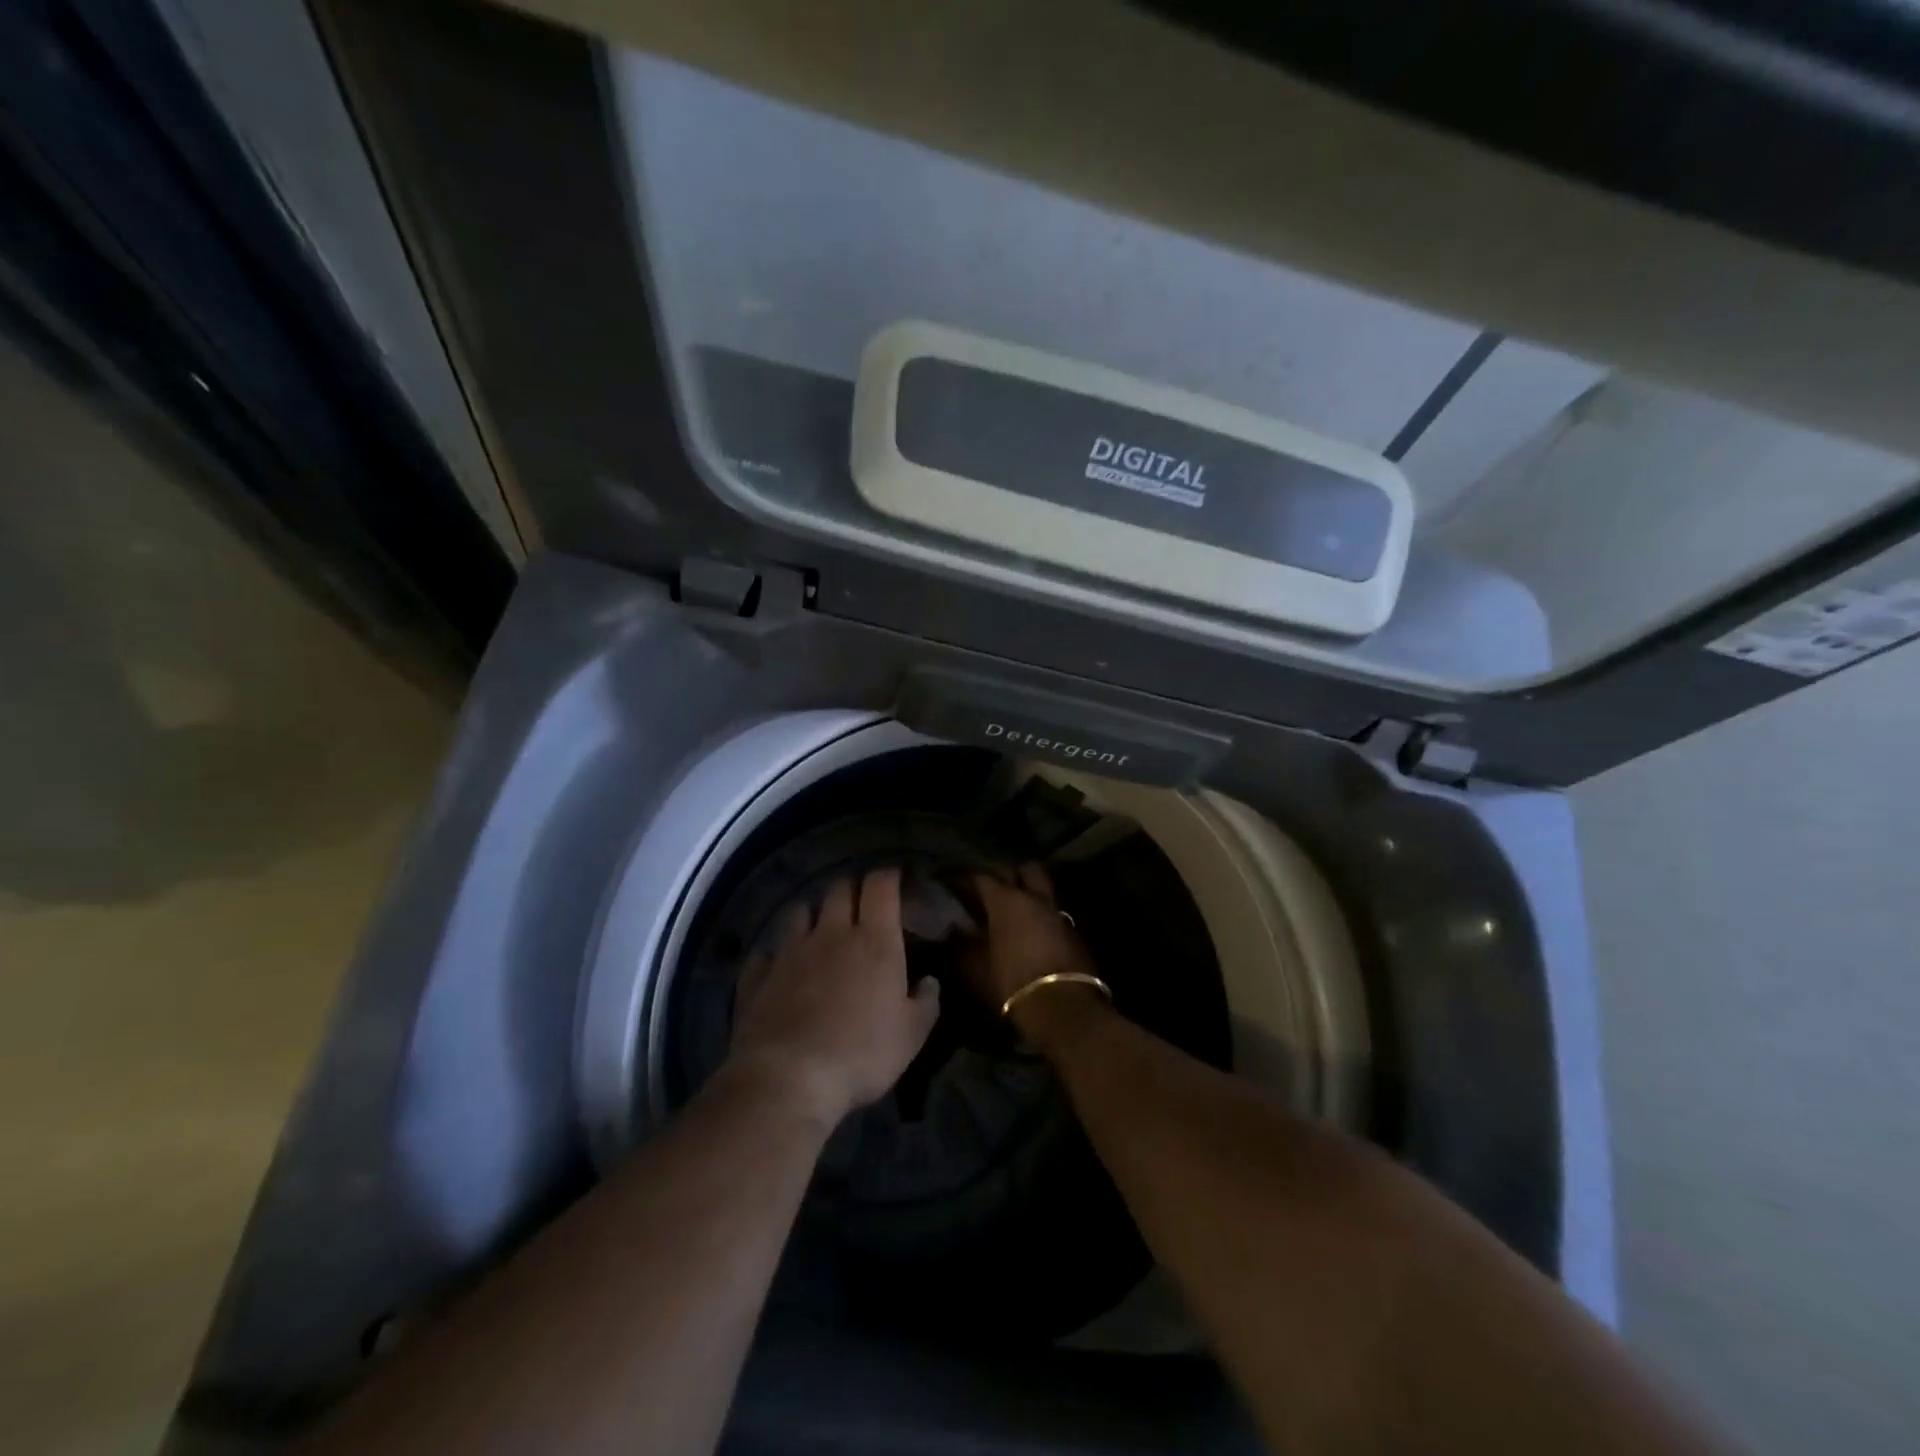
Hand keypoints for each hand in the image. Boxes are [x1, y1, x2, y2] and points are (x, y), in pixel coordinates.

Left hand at [728, 867, 940, 1127]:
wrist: (788, 1079)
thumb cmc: (861, 1053)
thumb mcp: (912, 1035)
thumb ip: (926, 1002)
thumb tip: (930, 981)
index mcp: (874, 940)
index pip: (880, 885)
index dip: (888, 877)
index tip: (895, 881)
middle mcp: (831, 933)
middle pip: (839, 888)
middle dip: (852, 889)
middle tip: (862, 906)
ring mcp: (789, 951)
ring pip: (799, 911)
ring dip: (813, 915)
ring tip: (820, 931)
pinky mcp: (758, 976)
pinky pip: (766, 952)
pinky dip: (776, 955)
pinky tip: (780, 968)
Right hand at [965, 864, 1099, 1009]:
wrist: (1063, 1007)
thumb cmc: (1012, 982)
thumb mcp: (976, 968)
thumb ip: (961, 946)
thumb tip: (953, 932)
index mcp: (1007, 900)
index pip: (982, 878)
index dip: (966, 880)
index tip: (954, 885)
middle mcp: (1035, 898)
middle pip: (1026, 870)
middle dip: (1012, 875)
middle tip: (996, 891)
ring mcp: (1059, 913)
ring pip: (1044, 892)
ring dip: (1030, 898)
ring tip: (1014, 914)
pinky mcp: (1075, 933)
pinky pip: (1054, 915)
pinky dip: (1042, 919)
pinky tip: (1032, 935)